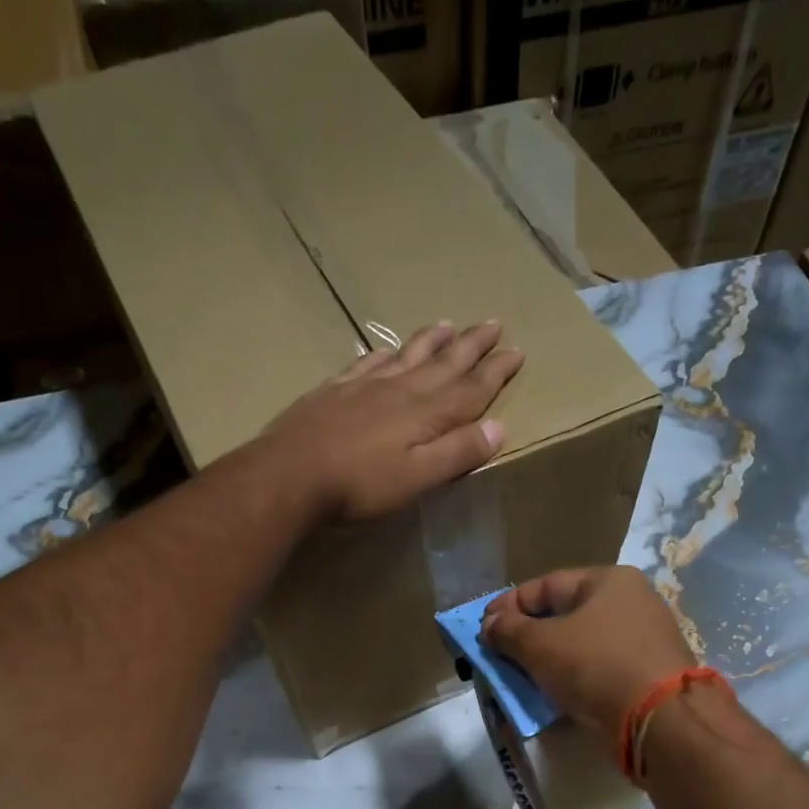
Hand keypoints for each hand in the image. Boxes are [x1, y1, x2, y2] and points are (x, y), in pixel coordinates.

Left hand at [254, 321, 524, 521]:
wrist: (291, 473)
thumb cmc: (360, 484)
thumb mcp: (419, 478)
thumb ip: (458, 453)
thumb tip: (499, 427)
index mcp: (426, 413)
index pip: (471, 388)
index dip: (496, 371)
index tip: (517, 351)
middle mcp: (400, 390)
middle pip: (443, 363)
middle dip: (471, 345)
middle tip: (493, 323)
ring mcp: (364, 386)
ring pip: (407, 355)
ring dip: (431, 340)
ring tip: (449, 324)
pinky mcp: (334, 391)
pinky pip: (368, 363)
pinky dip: (385, 354)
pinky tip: (387, 350)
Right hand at [483, 566, 695, 741]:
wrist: (660, 720)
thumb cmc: (596, 666)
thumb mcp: (541, 644)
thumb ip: (509, 631)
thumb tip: (489, 625)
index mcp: (609, 581)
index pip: (546, 585)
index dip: (509, 605)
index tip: (482, 628)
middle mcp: (630, 603)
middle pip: (563, 615)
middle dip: (526, 635)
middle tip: (498, 654)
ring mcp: (642, 640)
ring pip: (579, 645)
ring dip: (546, 660)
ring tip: (519, 678)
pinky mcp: (645, 675)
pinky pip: (596, 669)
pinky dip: (570, 678)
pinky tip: (551, 694)